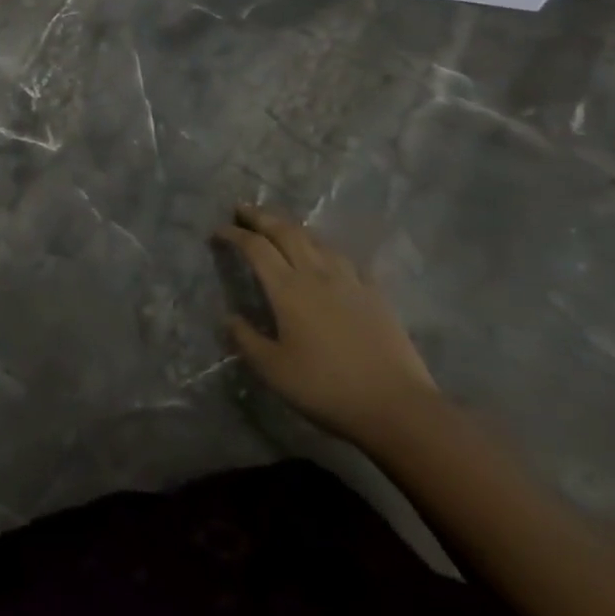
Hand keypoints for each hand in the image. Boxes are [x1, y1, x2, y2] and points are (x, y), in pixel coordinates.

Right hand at [214, 206, 437, 440]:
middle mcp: (315, 274)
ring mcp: (349, 281)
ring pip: (316, 240)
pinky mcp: (374, 293)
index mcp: (287, 289)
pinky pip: (345, 259)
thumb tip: (228, 318)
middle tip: (242, 209)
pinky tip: (327, 256)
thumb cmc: (326, 388)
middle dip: (261, 216)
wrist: (397, 406)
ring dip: (293, 227)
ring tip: (280, 226)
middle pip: (285, 232)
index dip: (234, 234)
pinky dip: (326, 250)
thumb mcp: (273, 370)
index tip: (218, 231)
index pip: (255, 248)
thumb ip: (246, 340)